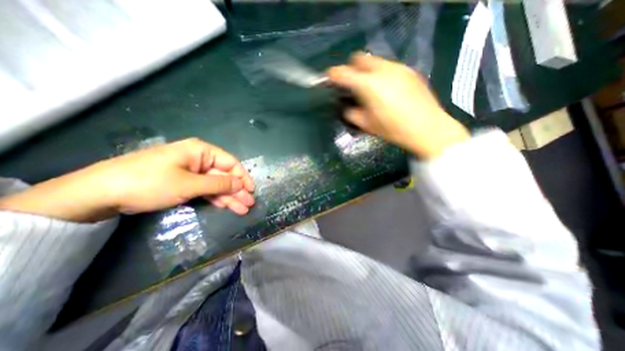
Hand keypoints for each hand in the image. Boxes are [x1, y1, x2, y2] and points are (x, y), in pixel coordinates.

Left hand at [0, 137, 256, 220]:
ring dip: (229, 197)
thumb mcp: (189, 184)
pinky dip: (215, 198)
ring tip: (242, 209)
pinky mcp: (183, 183)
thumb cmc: (150, 182)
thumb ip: (219, 184)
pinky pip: (205, 190)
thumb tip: (241, 184)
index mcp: (201, 151)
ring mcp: (191, 172)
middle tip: (249, 204)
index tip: (251, 191)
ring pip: (216, 184)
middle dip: (238, 190)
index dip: (243, 177)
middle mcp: (199, 159)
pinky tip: (226, 206)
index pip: (230, 163)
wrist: (100, 193)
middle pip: (224, 175)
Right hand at [327, 52, 468, 157]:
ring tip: (371, 88)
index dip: (333, 74)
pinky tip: (387, 90)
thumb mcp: (366, 125)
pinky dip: (381, 74)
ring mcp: (397, 68)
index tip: (329, 78)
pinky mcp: (409, 70)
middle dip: (351, 68)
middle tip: (352, 84)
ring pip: (374, 61)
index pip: (343, 72)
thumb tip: (347, 106)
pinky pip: (388, 66)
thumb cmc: (392, 129)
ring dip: (367, 71)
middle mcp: (382, 70)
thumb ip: (351, 113)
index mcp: (368, 85)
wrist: (427, 128)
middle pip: (359, 58)